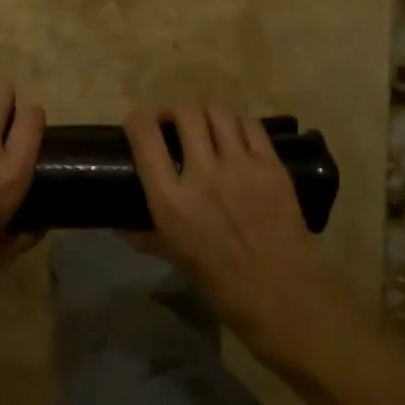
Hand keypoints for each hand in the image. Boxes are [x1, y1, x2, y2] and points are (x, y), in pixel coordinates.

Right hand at [125, 104, 363, 370]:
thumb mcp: (175, 259)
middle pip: (184, 113)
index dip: (136, 121)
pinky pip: (250, 125)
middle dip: (173, 111)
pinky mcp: (270, 164)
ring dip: (205, 113)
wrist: (283, 294)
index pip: (145, 138)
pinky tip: (235, 133)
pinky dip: (237, 122)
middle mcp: (203, 173)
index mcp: (171, 201)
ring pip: (218, 112)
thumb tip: (121, 225)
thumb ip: (146, 236)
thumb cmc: (221, 284)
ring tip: (205, 124)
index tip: (136, 123)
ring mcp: (240, 165)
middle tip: (173, 123)